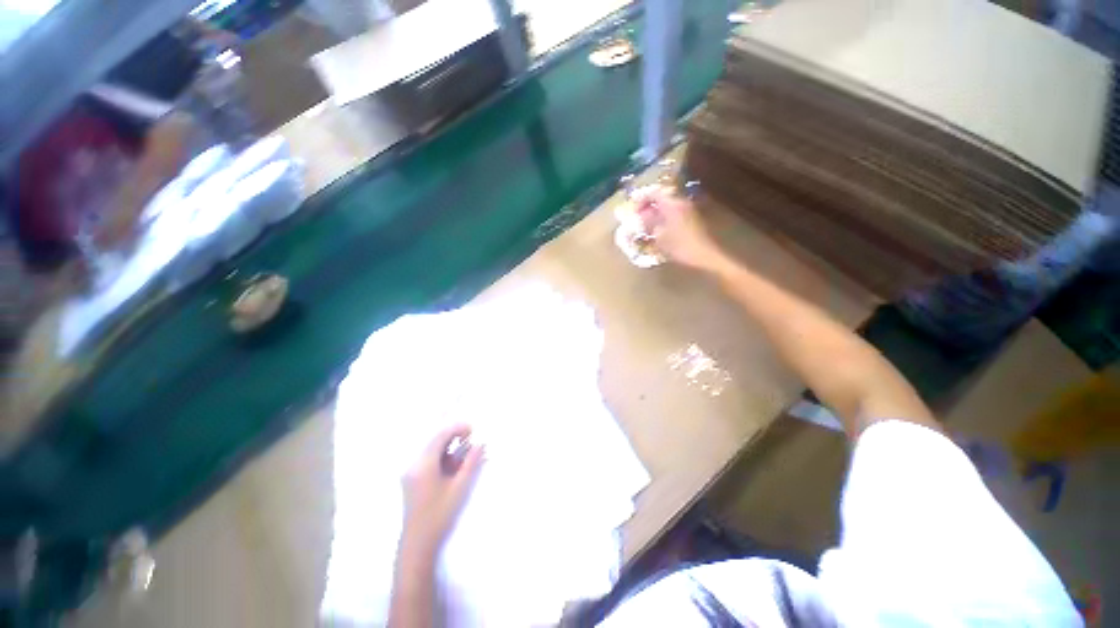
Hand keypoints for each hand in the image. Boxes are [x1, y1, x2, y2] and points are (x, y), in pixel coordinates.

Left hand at [401, 424, 485, 554]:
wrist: (418, 544)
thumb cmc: (440, 515)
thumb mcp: (460, 487)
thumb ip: (471, 462)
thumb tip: (481, 443)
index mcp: (423, 464)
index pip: (440, 435)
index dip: (457, 428)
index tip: (472, 430)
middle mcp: (414, 464)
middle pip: (435, 440)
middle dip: (453, 436)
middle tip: (470, 439)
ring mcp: (411, 473)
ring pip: (432, 450)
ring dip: (449, 447)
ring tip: (465, 454)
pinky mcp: (412, 480)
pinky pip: (429, 460)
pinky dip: (443, 458)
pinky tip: (455, 466)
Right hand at [633, 188, 726, 270]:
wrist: (704, 255)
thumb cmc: (680, 246)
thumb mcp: (659, 236)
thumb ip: (649, 224)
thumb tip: (642, 218)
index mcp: (672, 204)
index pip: (654, 193)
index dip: (641, 199)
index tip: (633, 209)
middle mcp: (681, 202)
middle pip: (662, 198)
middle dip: (648, 206)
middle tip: (639, 217)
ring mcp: (688, 210)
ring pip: (668, 206)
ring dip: (656, 213)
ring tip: (647, 225)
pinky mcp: (692, 219)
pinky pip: (674, 213)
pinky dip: (664, 218)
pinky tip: (659, 230)